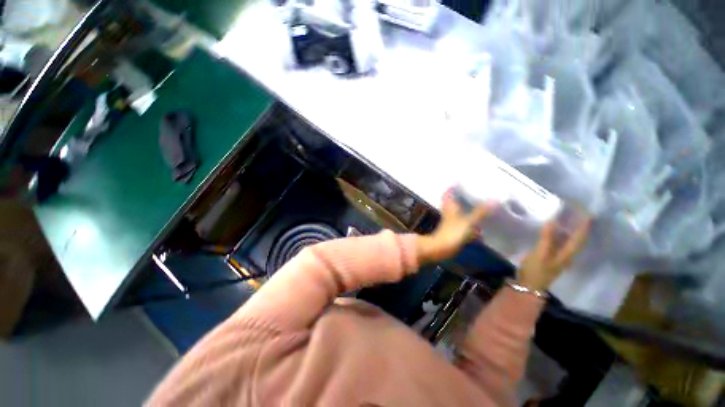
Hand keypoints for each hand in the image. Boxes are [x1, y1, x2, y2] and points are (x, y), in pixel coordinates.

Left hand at [416, 190, 494, 263]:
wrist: (441, 249)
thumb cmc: (453, 232)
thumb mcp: (468, 221)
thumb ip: (481, 212)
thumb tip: (495, 199)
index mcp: (450, 206)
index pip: (448, 192)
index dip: (453, 186)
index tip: (461, 180)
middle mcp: (449, 211)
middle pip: (452, 200)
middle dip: (460, 195)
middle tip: (472, 190)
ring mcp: (450, 221)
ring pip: (457, 211)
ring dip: (465, 207)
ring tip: (478, 203)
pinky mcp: (453, 230)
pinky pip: (461, 221)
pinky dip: (468, 220)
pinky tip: (479, 222)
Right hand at [518, 218, 590, 290]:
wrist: (528, 286)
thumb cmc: (536, 270)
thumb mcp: (540, 253)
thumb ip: (546, 238)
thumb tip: (552, 221)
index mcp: (566, 254)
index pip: (579, 239)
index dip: (584, 227)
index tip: (589, 215)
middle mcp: (566, 255)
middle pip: (576, 240)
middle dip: (579, 228)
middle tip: (578, 215)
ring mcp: (557, 257)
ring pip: (567, 242)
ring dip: (569, 231)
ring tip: (567, 220)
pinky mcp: (549, 258)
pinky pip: (558, 244)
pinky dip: (558, 236)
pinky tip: (553, 232)